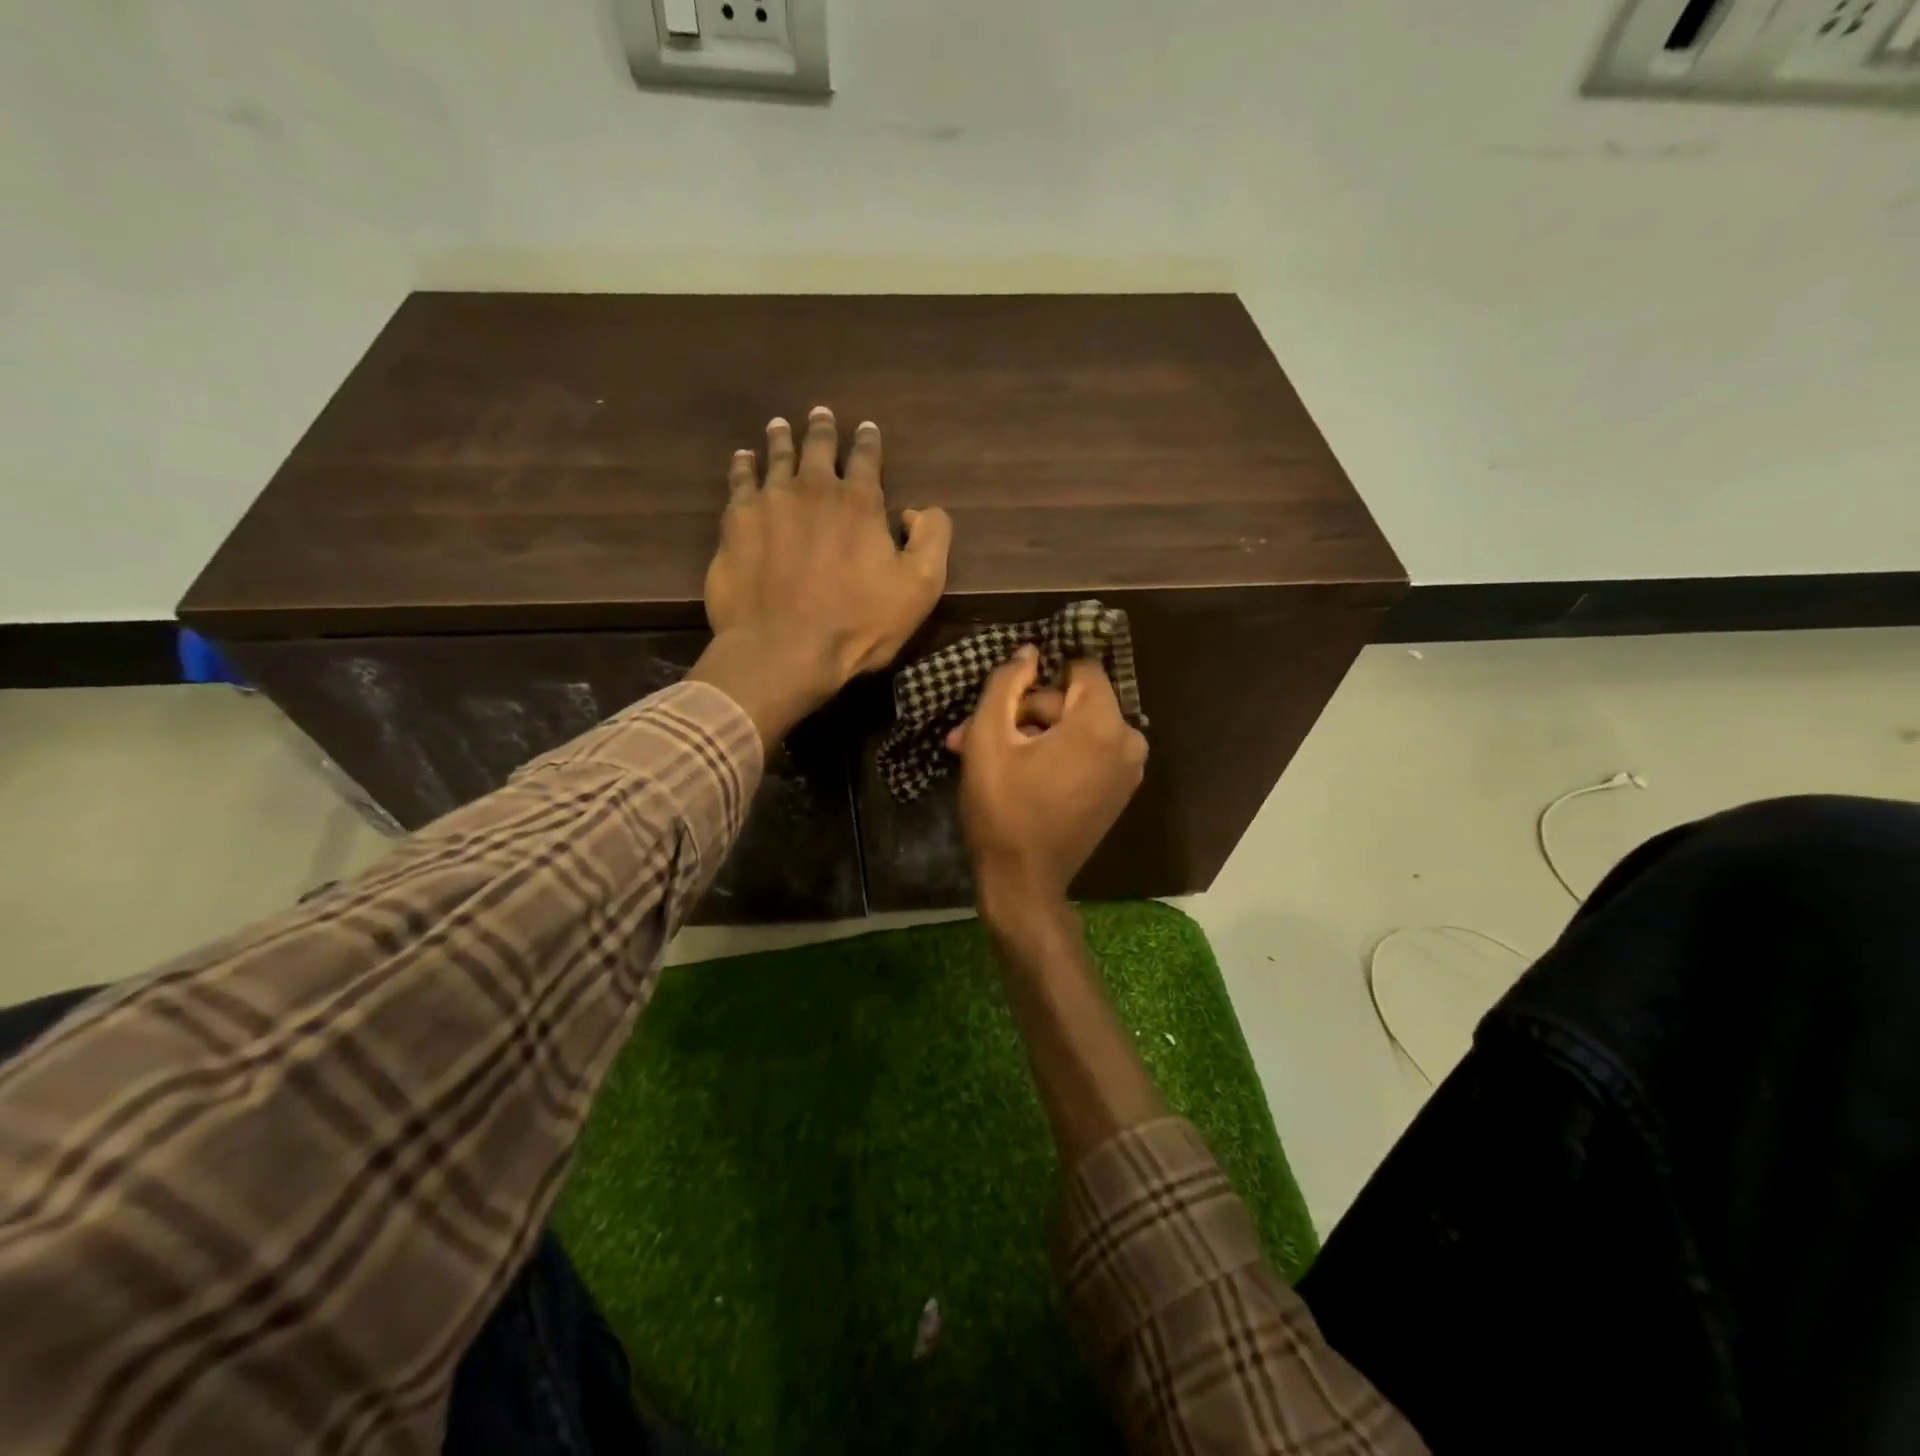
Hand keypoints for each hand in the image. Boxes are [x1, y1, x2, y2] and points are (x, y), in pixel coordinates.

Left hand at [691, 408, 951, 745]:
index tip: (866, 427)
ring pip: (776, 457)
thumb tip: (919, 511)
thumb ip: (932, 539)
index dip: (868, 441)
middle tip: (819, 413)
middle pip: (817, 448)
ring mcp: (769, 502)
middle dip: (822, 429)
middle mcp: (813, 489)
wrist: (784, 649)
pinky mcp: (736, 523)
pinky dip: (743, 466)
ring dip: (781, 438)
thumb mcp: (920, 587)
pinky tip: (743, 458)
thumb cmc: (858, 624)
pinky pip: (739, 482)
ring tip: (780, 424)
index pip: (866, 458)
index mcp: (860, 502)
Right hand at [948, 648, 1148, 918]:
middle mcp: (1129, 741)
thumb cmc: (1003, 808)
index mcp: (1103, 723)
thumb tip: (1028, 652)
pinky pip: (1087, 753)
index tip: (1006, 701)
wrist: (1023, 883)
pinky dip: (1054, 755)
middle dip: (1024, 714)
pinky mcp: (1119, 792)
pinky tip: (1016, 773)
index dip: (1038, 679)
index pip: (1080, 667)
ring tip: (987, 758)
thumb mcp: (988, 738)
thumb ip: (1006, 683)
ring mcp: (1129, 770)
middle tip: (973, 735)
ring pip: (1077, 728)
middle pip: (1074, 701)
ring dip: (1033, 736)